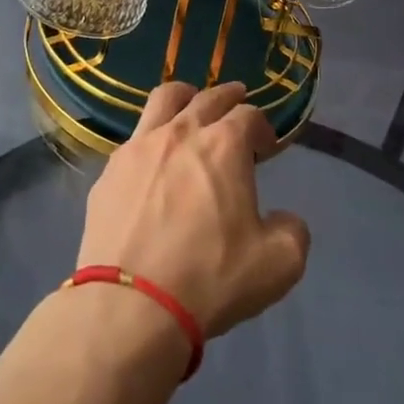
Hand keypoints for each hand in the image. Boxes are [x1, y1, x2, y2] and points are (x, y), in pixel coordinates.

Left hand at [77, 81, 309, 338]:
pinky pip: (135, 138)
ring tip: (191, 106)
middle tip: (237, 105)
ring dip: (186, 97)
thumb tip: (284, 219)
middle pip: (209, 97)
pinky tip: (154, 160)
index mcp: (224, 145)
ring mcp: (140, 147)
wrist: (130, 306)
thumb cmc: (209, 279)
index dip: (263, 128)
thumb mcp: (278, 265)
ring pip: (164, 99)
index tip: (266, 147)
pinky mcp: (110, 170)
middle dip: (229, 97)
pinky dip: (152, 138)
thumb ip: (293, 232)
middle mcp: (181, 132)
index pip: (250, 116)